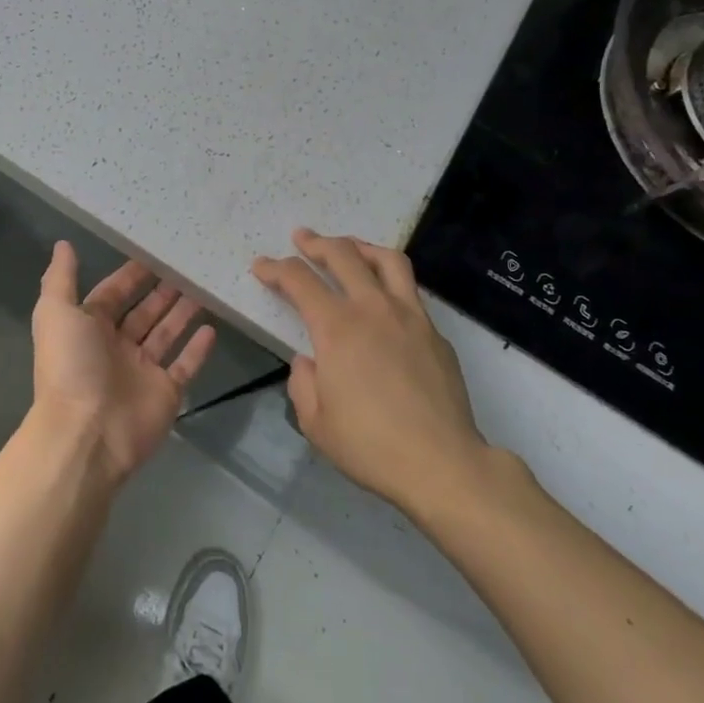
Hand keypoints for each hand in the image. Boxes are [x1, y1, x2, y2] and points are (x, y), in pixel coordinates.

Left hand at [32, 242, 216, 483]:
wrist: (87, 433)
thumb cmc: (71, 366)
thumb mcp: (55, 313)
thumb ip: (61, 278)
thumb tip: (63, 243)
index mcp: (89, 327)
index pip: (113, 293)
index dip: (131, 274)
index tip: (155, 251)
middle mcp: (116, 346)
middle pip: (144, 312)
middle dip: (162, 290)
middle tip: (188, 266)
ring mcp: (142, 371)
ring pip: (166, 334)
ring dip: (182, 313)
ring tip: (204, 288)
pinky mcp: (166, 392)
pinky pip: (185, 366)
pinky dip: (198, 349)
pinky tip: (212, 328)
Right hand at [253, 228, 485, 513]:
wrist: (443, 464)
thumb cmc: (370, 445)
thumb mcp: (315, 422)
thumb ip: (302, 382)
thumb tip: (309, 361)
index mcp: (337, 327)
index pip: (298, 280)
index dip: (275, 268)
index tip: (261, 266)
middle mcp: (373, 309)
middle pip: (343, 255)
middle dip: (316, 243)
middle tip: (301, 238)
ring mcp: (410, 316)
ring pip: (386, 260)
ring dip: (360, 247)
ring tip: (348, 248)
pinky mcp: (435, 333)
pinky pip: (409, 291)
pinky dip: (389, 281)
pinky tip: (383, 300)